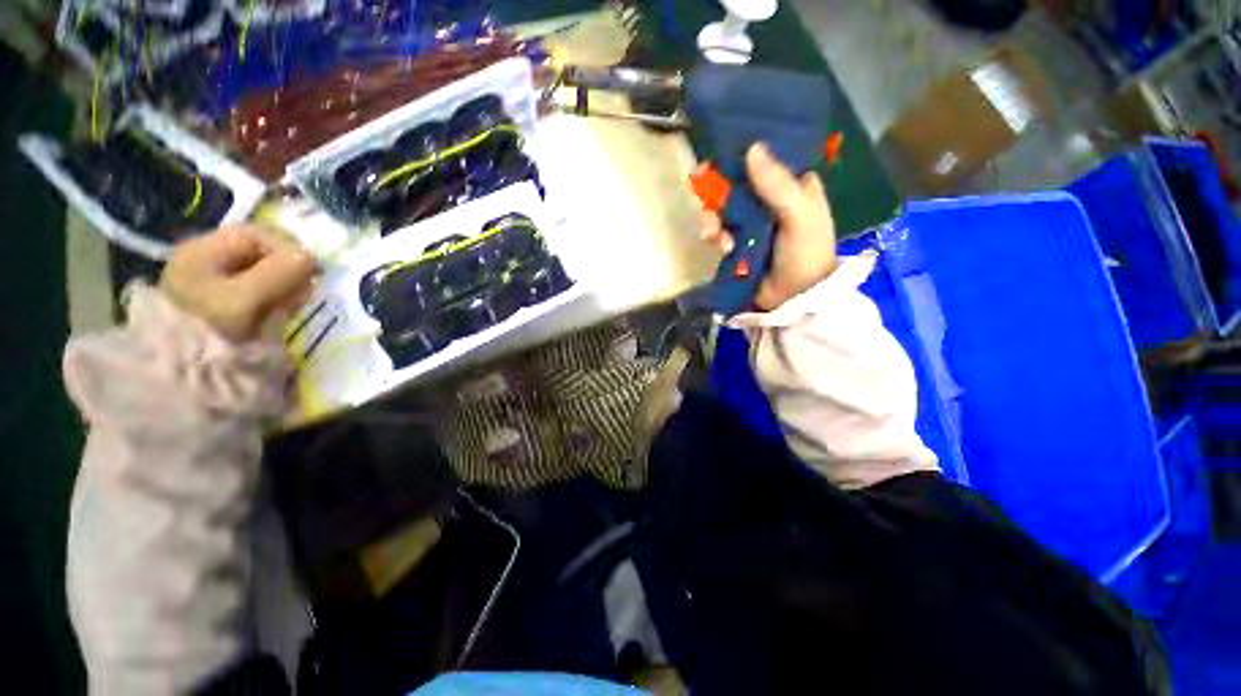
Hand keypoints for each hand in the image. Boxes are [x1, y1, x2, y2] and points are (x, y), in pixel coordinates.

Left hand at [160, 225, 318, 341]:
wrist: (184, 374)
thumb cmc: (211, 330)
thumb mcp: (245, 299)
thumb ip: (279, 273)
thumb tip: (311, 258)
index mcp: (201, 251)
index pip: (255, 235)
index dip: (288, 249)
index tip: (312, 274)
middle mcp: (205, 260)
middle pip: (259, 253)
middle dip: (288, 270)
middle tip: (304, 293)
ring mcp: (212, 283)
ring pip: (263, 272)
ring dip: (285, 286)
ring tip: (293, 305)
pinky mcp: (224, 303)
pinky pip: (259, 290)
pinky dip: (276, 298)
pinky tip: (281, 312)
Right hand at [700, 142, 837, 310]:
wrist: (793, 300)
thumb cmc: (806, 254)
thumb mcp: (799, 216)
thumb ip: (777, 185)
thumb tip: (752, 148)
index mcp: (793, 185)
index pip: (767, 157)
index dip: (743, 152)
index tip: (720, 150)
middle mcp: (770, 199)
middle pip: (737, 182)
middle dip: (718, 189)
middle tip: (701, 189)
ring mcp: (752, 222)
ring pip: (723, 208)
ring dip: (713, 218)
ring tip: (713, 234)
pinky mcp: (738, 242)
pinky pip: (719, 231)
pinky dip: (715, 237)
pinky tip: (721, 247)